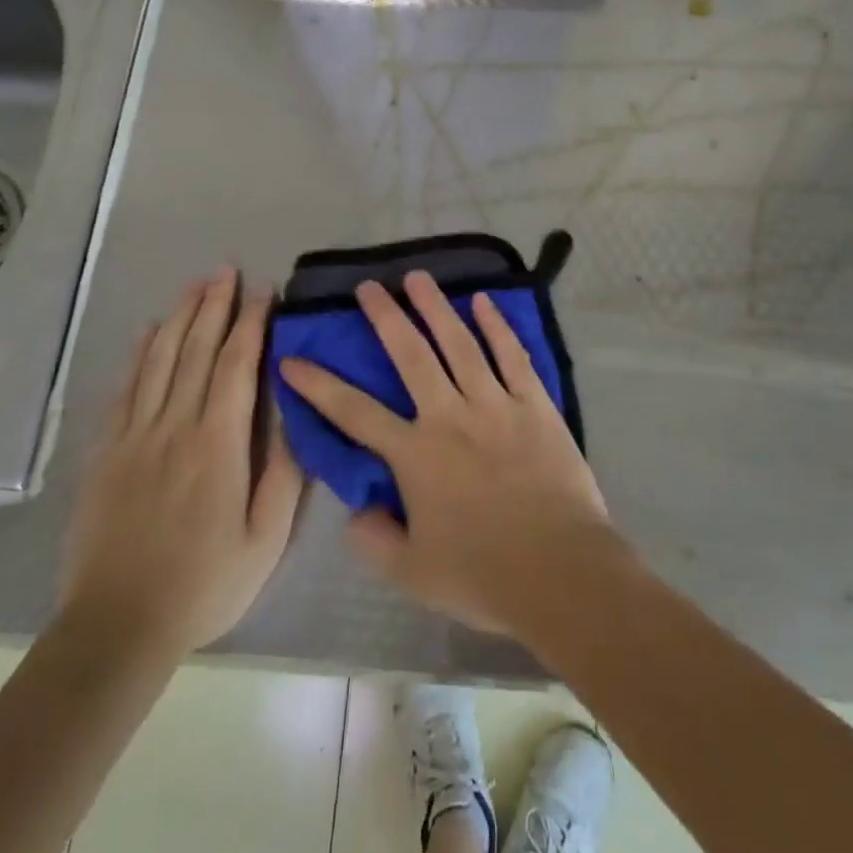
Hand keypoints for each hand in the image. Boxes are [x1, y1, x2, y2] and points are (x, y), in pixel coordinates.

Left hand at [61, 266, 304, 660]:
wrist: (116, 626)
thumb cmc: (204, 584)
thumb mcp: (265, 538)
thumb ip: (284, 473)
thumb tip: (295, 413)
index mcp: (217, 445)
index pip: (235, 366)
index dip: (251, 323)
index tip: (263, 290)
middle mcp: (173, 427)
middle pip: (195, 351)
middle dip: (213, 306)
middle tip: (226, 269)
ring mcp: (133, 437)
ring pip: (158, 361)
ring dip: (179, 317)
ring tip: (194, 285)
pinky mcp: (105, 453)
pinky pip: (124, 390)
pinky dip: (139, 354)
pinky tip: (148, 332)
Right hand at [278, 271, 610, 635]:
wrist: (560, 571)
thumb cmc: (482, 575)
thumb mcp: (411, 573)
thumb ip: (373, 540)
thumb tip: (356, 512)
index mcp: (415, 454)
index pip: (354, 413)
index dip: (319, 385)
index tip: (293, 358)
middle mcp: (450, 417)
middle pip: (411, 355)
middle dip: (385, 317)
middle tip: (369, 286)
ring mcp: (496, 405)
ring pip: (460, 344)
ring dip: (436, 308)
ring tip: (418, 277)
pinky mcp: (536, 406)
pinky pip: (513, 357)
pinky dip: (498, 327)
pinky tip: (484, 302)